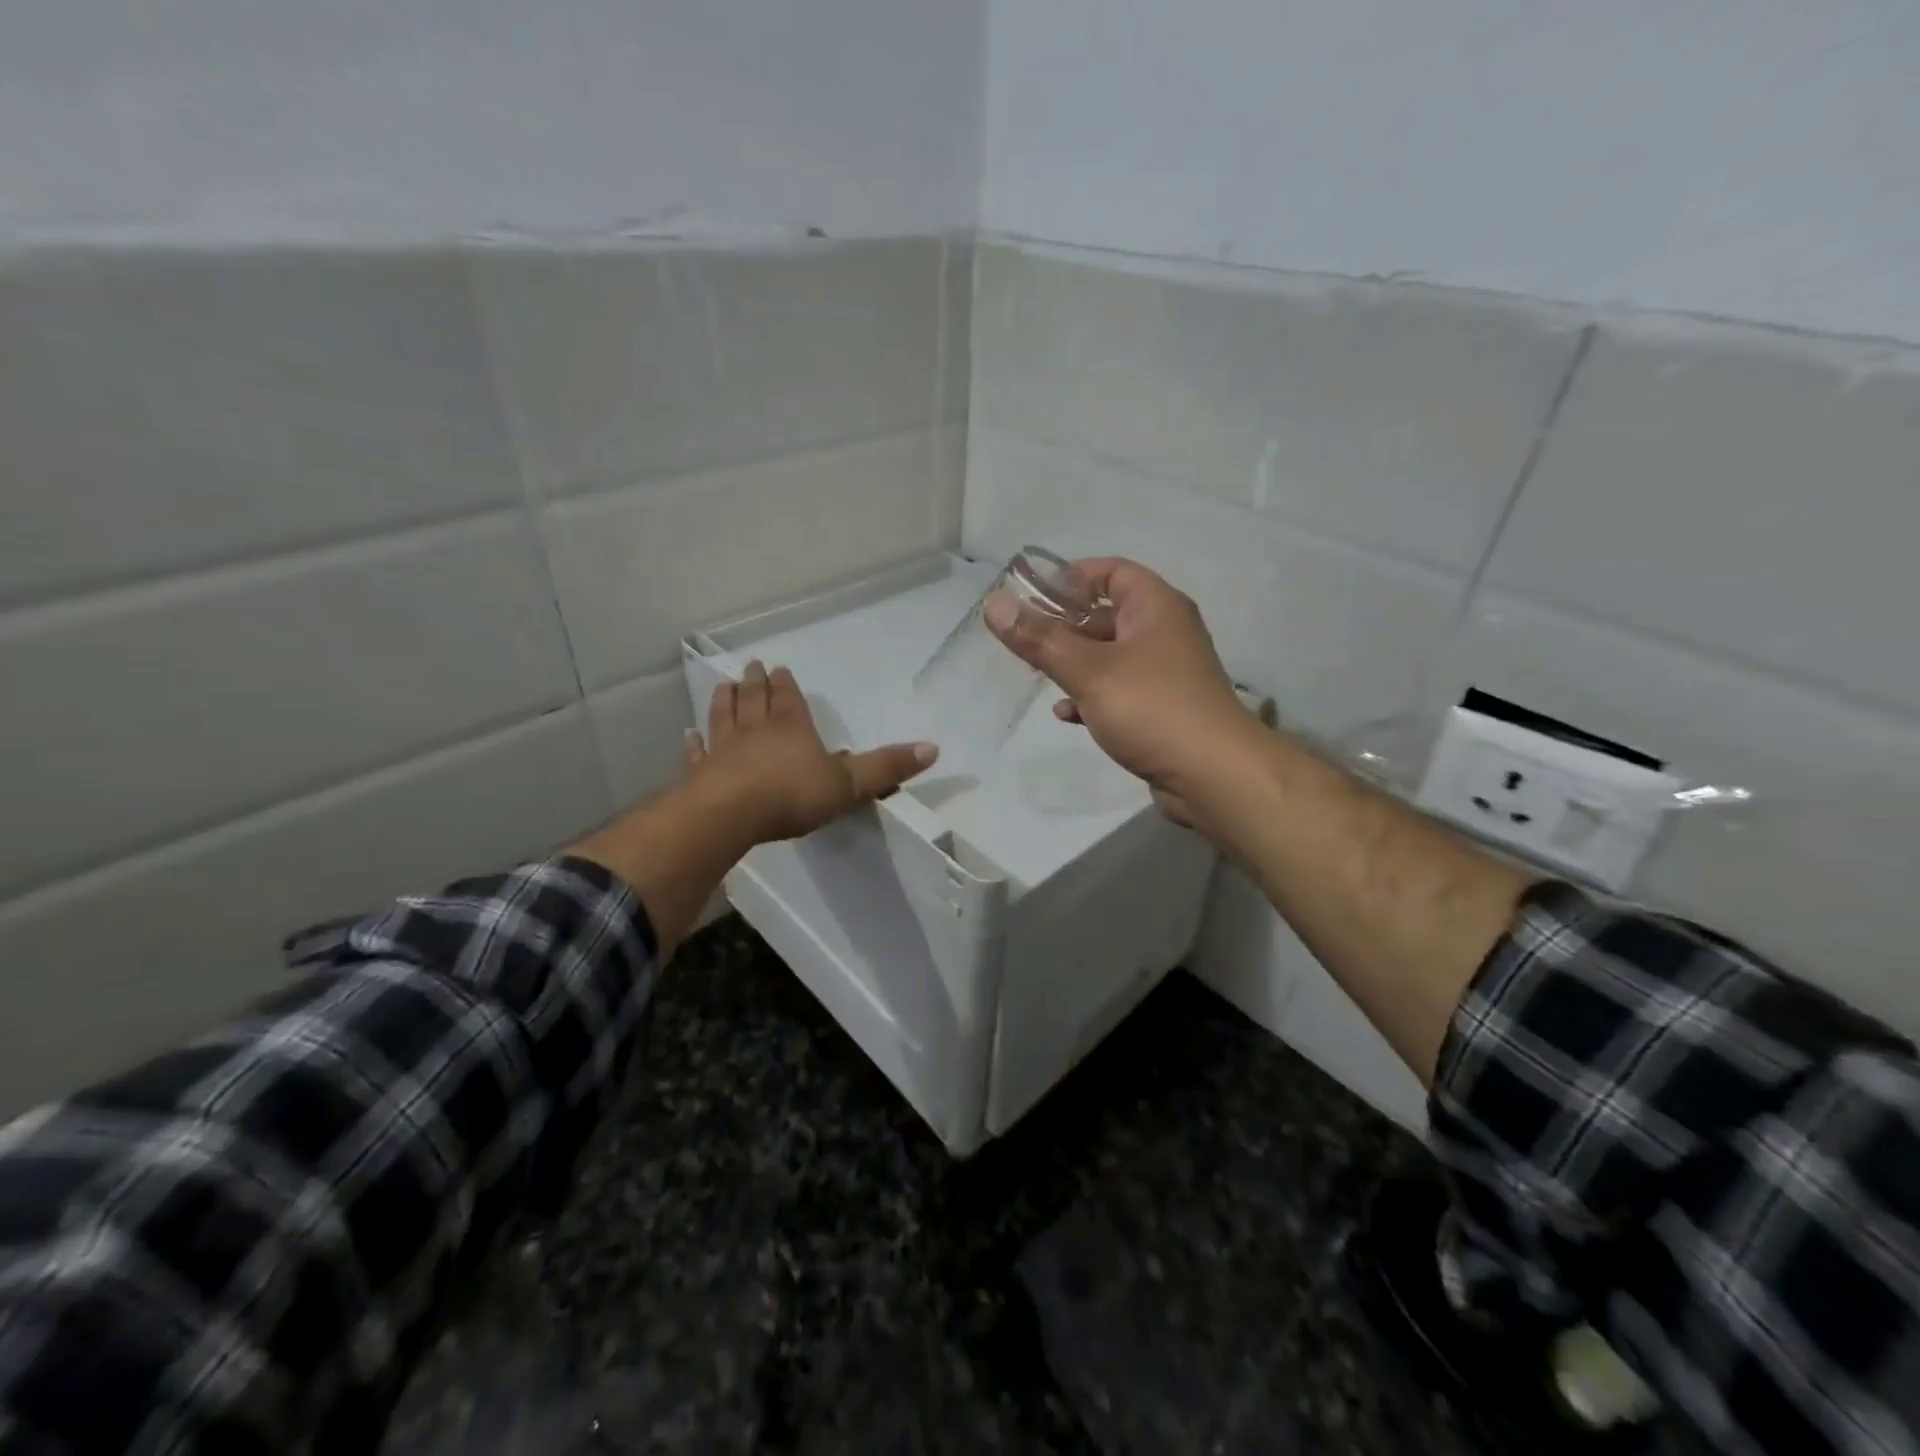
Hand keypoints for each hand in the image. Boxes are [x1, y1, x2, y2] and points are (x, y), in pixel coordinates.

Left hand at [688, 659, 937, 845]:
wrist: (730, 815)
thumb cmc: (792, 795)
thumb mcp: (849, 783)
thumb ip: (886, 767)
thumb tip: (933, 747)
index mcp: (791, 726)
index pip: (789, 698)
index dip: (784, 684)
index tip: (777, 668)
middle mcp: (755, 730)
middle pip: (754, 699)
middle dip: (754, 683)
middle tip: (750, 666)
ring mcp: (723, 749)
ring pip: (723, 717)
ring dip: (724, 700)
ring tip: (724, 685)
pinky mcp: (700, 773)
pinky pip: (697, 752)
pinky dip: (694, 743)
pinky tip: (689, 735)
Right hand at [984, 557, 1254, 817]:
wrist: (1214, 775)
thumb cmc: (1151, 708)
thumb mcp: (1089, 671)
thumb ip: (1040, 639)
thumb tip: (994, 605)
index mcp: (1155, 607)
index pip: (1110, 571)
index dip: (1070, 578)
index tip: (1031, 597)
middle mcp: (1164, 632)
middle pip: (1106, 615)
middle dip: (1064, 626)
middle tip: (1024, 640)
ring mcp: (1165, 673)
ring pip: (1110, 656)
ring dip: (1074, 664)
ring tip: (1037, 675)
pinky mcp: (1162, 710)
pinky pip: (1119, 691)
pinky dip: (1091, 697)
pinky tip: (1066, 715)